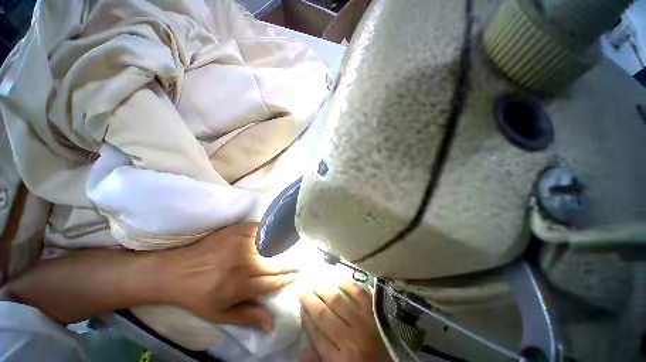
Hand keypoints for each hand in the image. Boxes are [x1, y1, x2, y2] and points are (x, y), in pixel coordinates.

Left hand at [158, 223, 297, 330]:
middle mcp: (244, 264)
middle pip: (275, 262)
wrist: (175, 271)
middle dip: (290, 262)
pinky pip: (260, 229)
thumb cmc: (199, 296)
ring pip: (270, 244)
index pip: (273, 281)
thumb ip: (248, 317)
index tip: (298, 274)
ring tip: (293, 245)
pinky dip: (270, 231)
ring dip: (283, 246)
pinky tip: (276, 231)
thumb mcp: (220, 314)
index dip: (287, 278)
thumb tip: (273, 324)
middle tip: (302, 259)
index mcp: (240, 286)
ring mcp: (240, 244)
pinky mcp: (236, 231)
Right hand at [299, 281, 390, 361]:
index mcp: (341, 360)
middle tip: (302, 289)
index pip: (317, 335)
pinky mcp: (375, 312)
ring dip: (323, 290)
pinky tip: (338, 280)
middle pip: (323, 314)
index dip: (306, 318)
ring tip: (315, 283)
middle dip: (310, 300)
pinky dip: (347, 284)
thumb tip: (301, 351)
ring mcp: (365, 322)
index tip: (300, 306)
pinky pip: (358, 293)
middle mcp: (351, 339)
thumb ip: (322, 361)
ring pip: (337, 301)